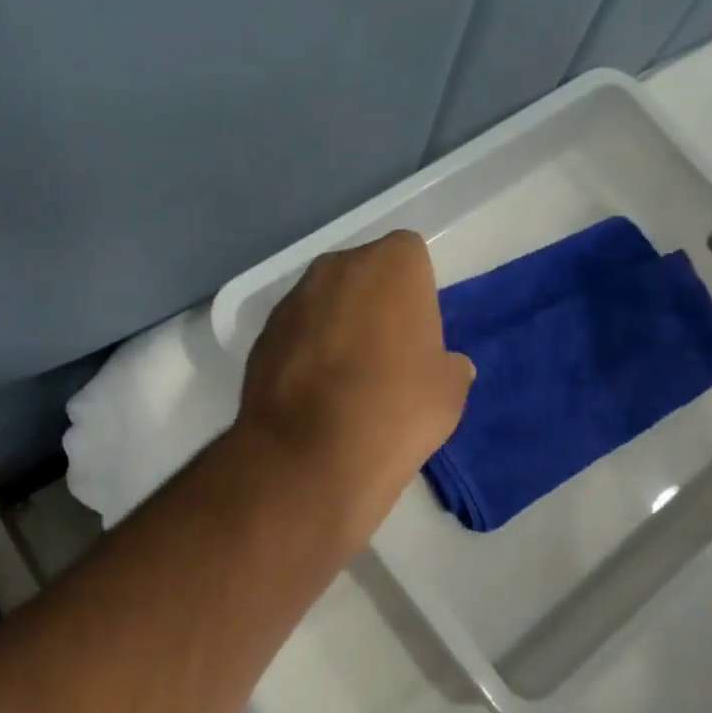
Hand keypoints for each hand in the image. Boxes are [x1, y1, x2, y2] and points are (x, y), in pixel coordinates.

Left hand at [237, 231, 474, 531]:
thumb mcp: (449, 391)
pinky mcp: (262, 335)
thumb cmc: (396, 409)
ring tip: (347, 382)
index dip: (416, 294)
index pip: (410, 257)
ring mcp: (293, 299)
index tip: (418, 334)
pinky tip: (315, 396)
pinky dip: (306, 353)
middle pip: (364, 275)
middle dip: (374, 304)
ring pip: (326, 303)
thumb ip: (449, 366)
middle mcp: (337, 266)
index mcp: (392, 264)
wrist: (310, 455)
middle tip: (387, 356)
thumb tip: (448, 366)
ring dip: (337, 327)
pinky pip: (297, 334)